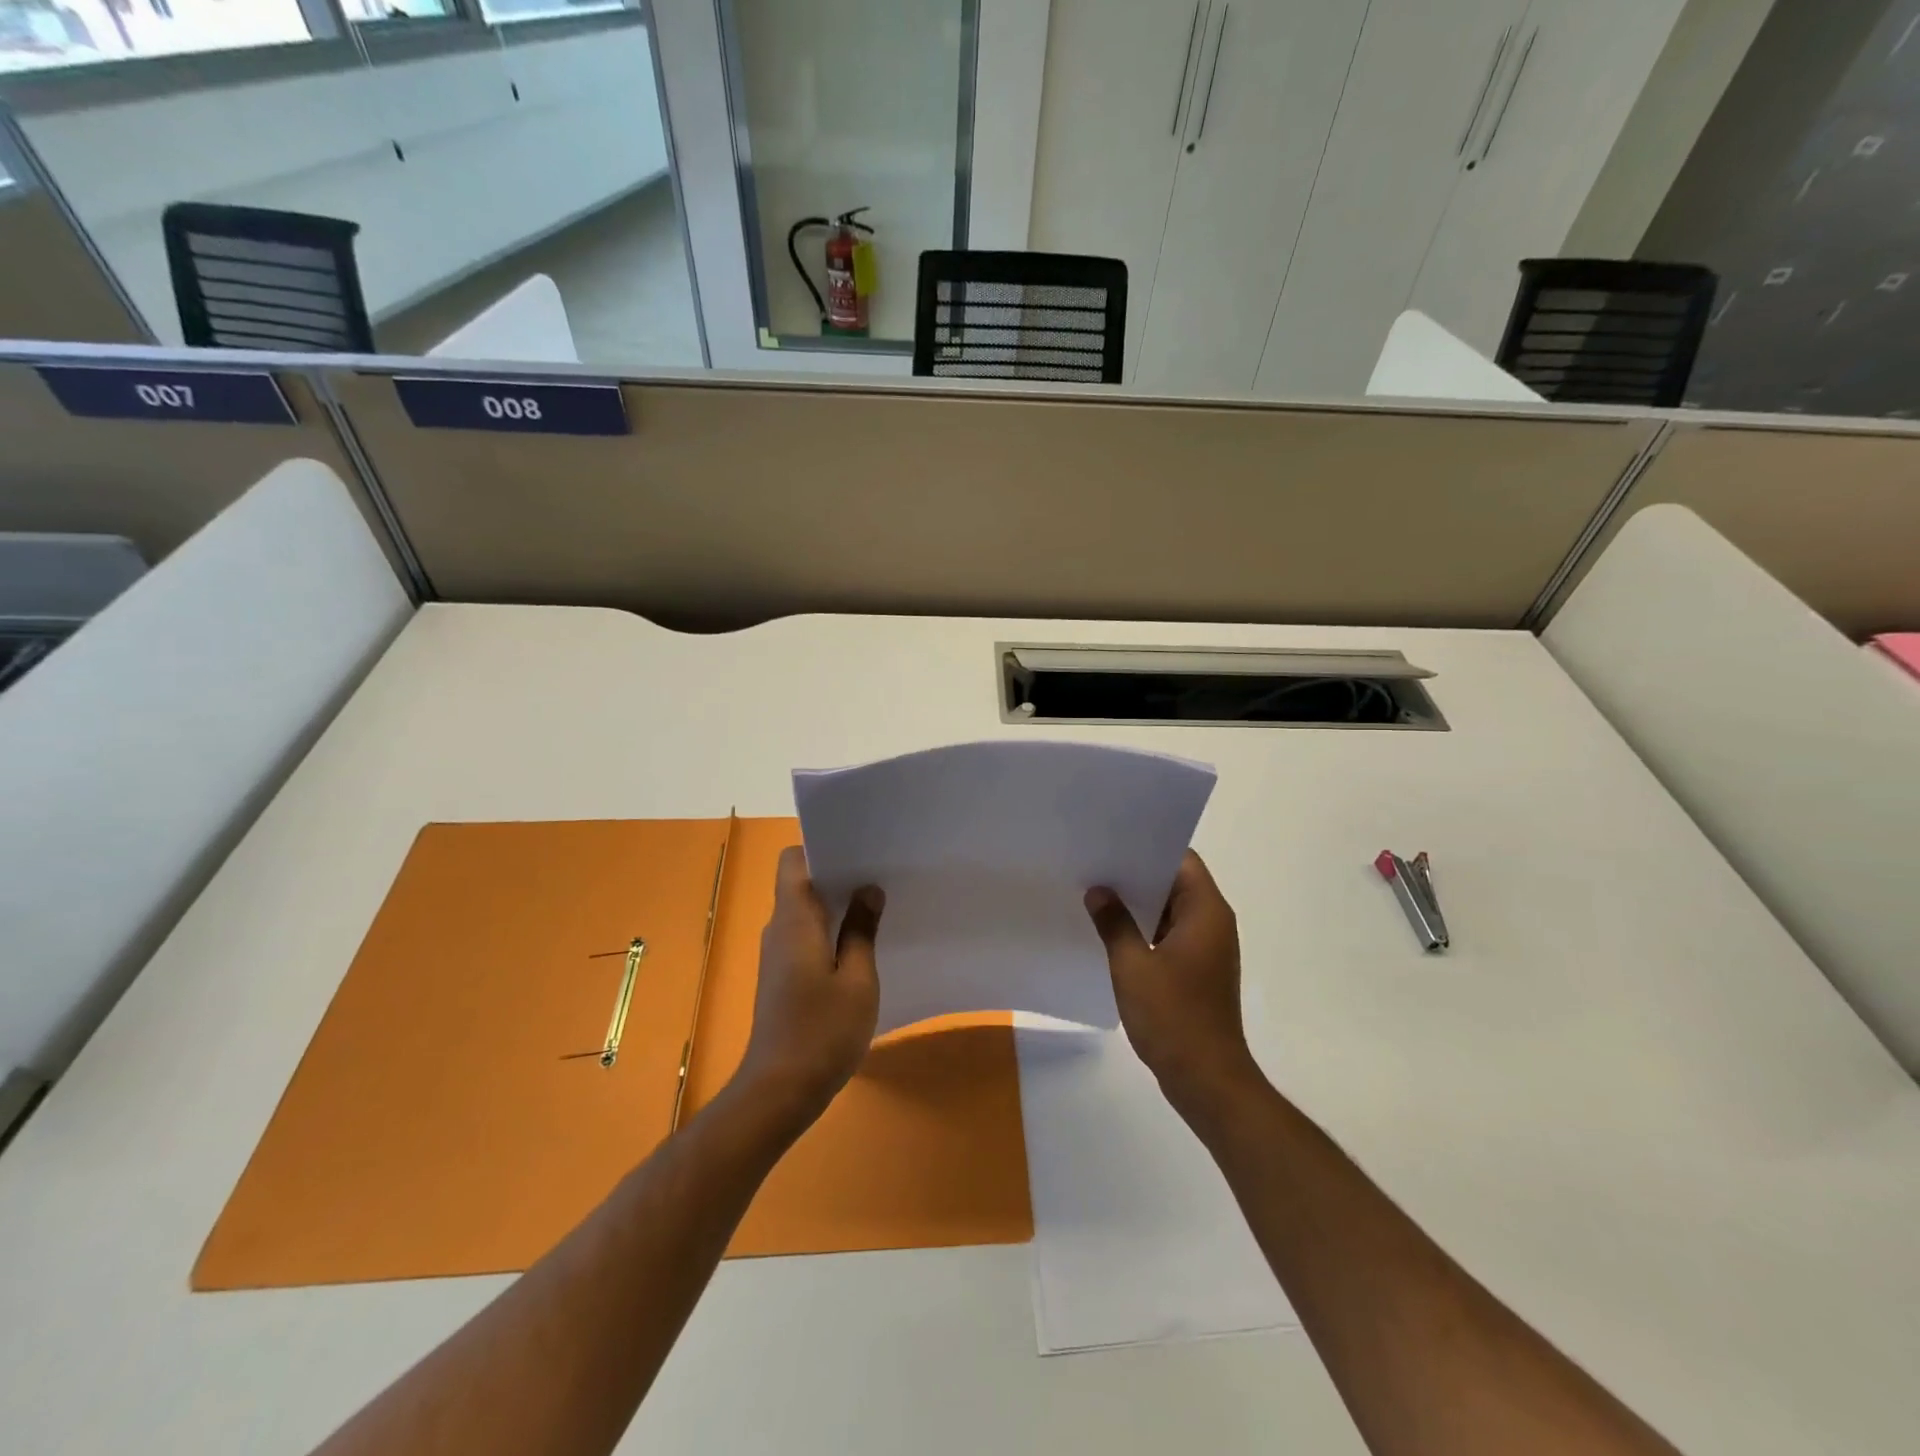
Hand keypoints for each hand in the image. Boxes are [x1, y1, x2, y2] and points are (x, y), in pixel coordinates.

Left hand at [732, 846, 883, 1133]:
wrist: (779, 1092)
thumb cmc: (821, 1031)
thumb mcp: (857, 979)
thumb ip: (861, 930)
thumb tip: (868, 889)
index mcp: (793, 920)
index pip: (793, 861)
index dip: (822, 848)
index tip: (859, 850)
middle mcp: (779, 929)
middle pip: (802, 883)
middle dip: (839, 875)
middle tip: (881, 873)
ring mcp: (778, 954)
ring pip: (806, 911)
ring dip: (837, 905)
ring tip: (878, 904)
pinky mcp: (782, 977)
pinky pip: (806, 937)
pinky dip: (830, 931)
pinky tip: (861, 945)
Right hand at [1086, 851, 1265, 1125]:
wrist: (1207, 1079)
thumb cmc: (1173, 1016)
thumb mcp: (1133, 966)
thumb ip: (1114, 923)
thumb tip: (1098, 892)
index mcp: (1206, 912)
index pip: (1182, 860)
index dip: (1149, 847)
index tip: (1113, 842)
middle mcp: (1213, 923)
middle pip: (1176, 883)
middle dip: (1137, 875)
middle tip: (1095, 865)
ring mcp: (1207, 948)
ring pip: (1171, 910)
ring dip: (1140, 904)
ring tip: (1097, 894)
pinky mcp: (1198, 970)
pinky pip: (1170, 935)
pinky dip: (1145, 929)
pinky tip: (1112, 932)